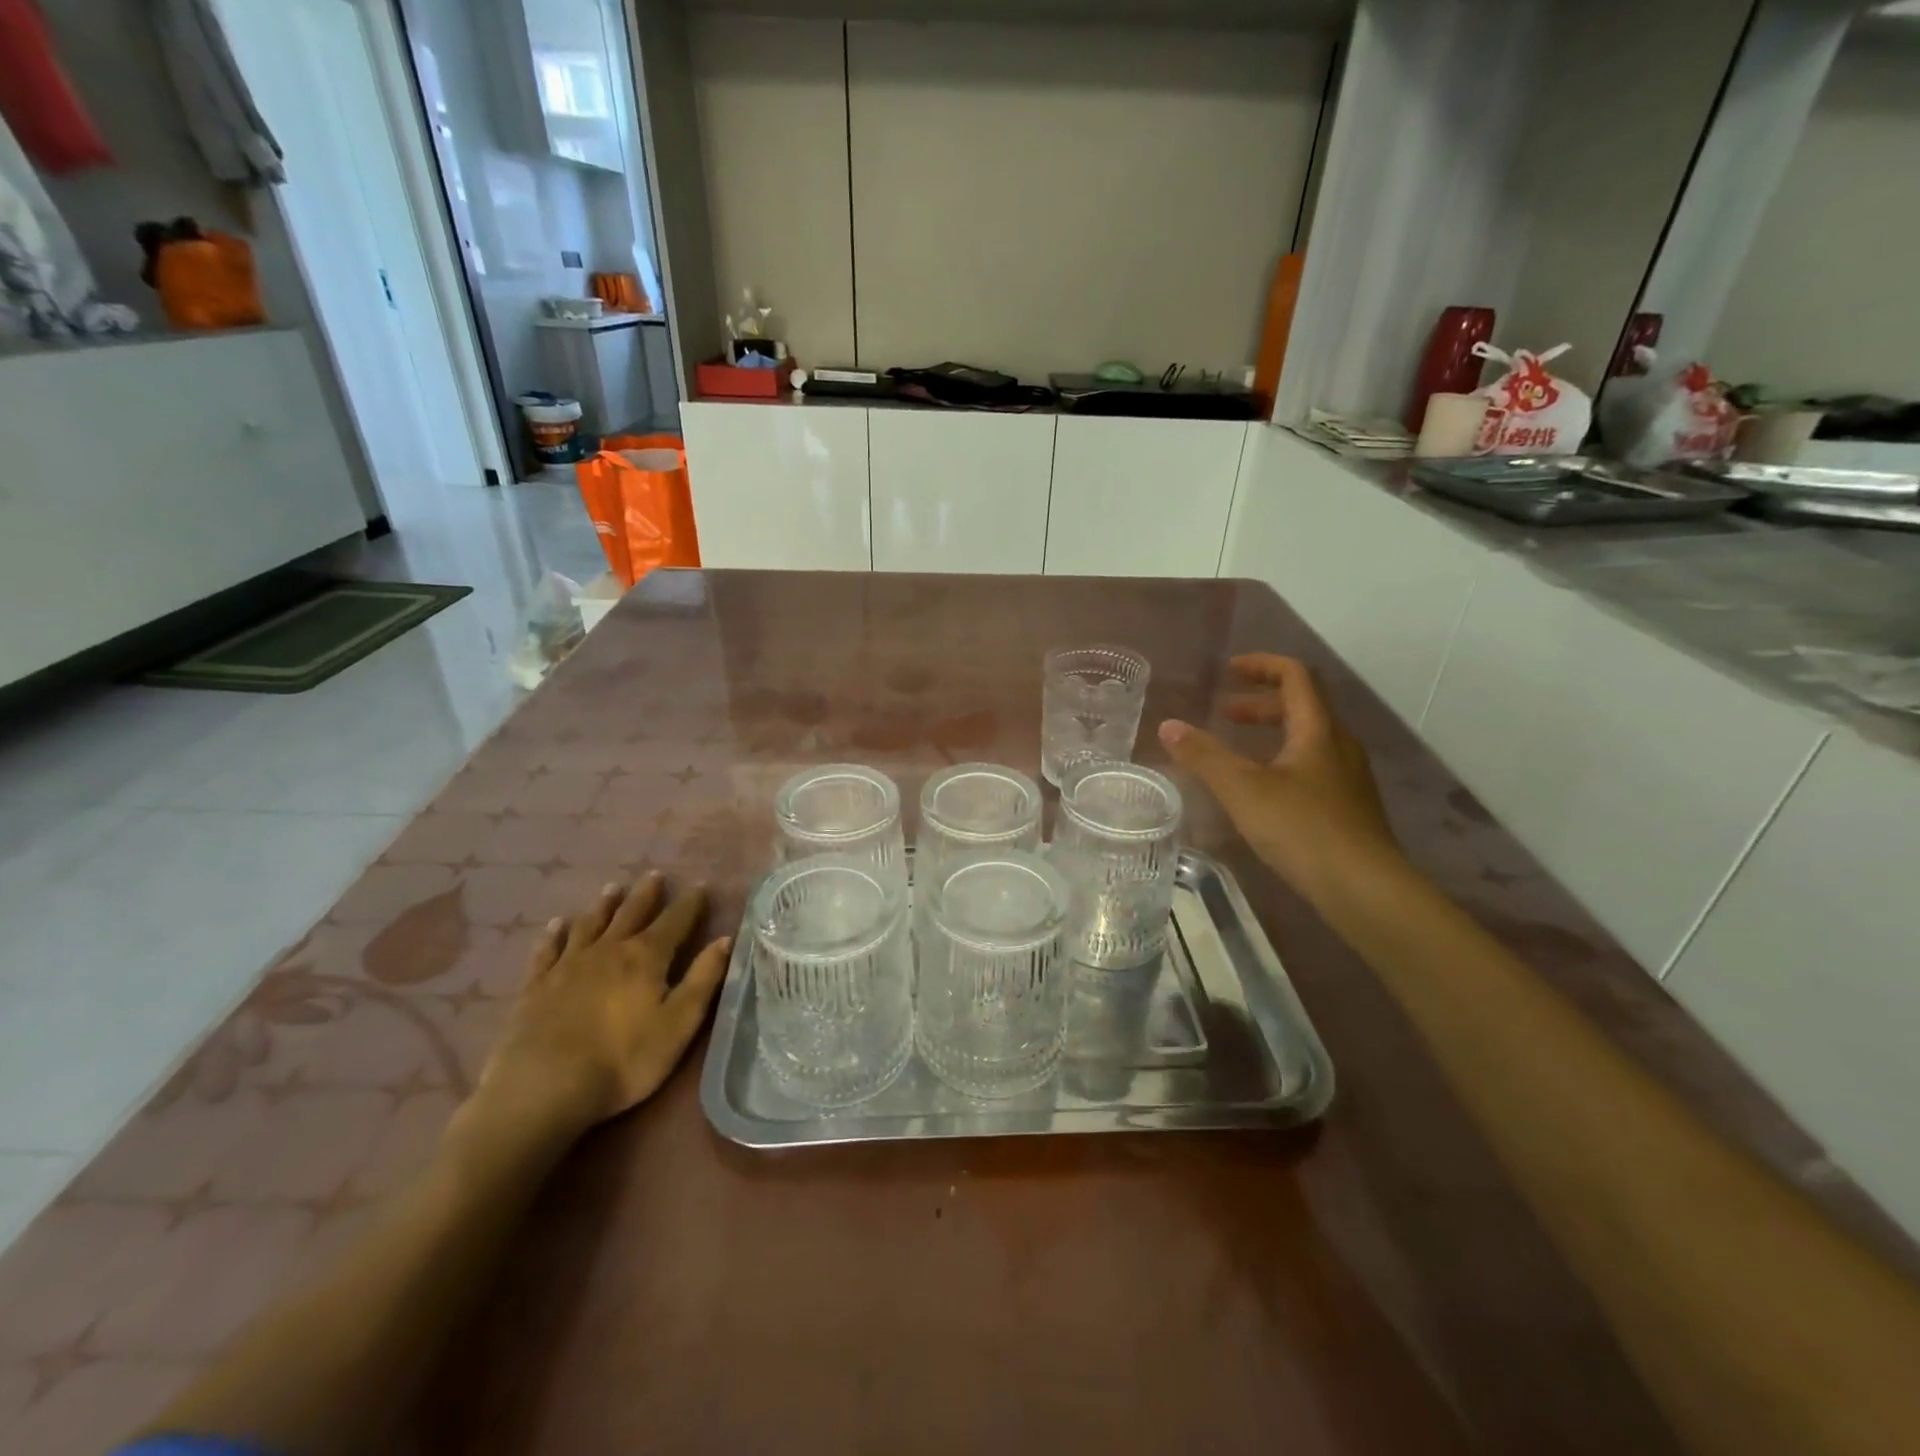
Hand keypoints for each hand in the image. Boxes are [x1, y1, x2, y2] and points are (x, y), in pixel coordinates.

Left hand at [470, 873, 731, 1141]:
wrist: (543, 1087)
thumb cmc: (623, 1060)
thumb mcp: (679, 1024)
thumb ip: (703, 979)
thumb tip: (725, 939)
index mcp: (646, 957)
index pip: (676, 921)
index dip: (690, 903)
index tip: (700, 886)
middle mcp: (609, 950)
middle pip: (632, 913)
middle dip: (647, 894)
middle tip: (655, 875)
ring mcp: (569, 965)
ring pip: (591, 924)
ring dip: (604, 905)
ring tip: (613, 889)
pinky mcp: (536, 985)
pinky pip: (547, 950)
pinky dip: (554, 934)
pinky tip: (557, 924)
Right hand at [1159, 654, 1404, 906]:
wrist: (1365, 889)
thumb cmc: (1302, 829)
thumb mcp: (1242, 789)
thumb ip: (1204, 756)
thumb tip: (1169, 725)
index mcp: (1318, 730)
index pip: (1296, 676)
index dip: (1262, 666)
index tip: (1230, 670)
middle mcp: (1339, 746)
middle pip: (1302, 707)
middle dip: (1260, 704)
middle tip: (1224, 715)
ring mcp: (1348, 778)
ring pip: (1307, 740)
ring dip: (1271, 734)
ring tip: (1237, 753)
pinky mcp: (1348, 808)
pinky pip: (1312, 767)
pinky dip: (1281, 763)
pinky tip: (1261, 793)